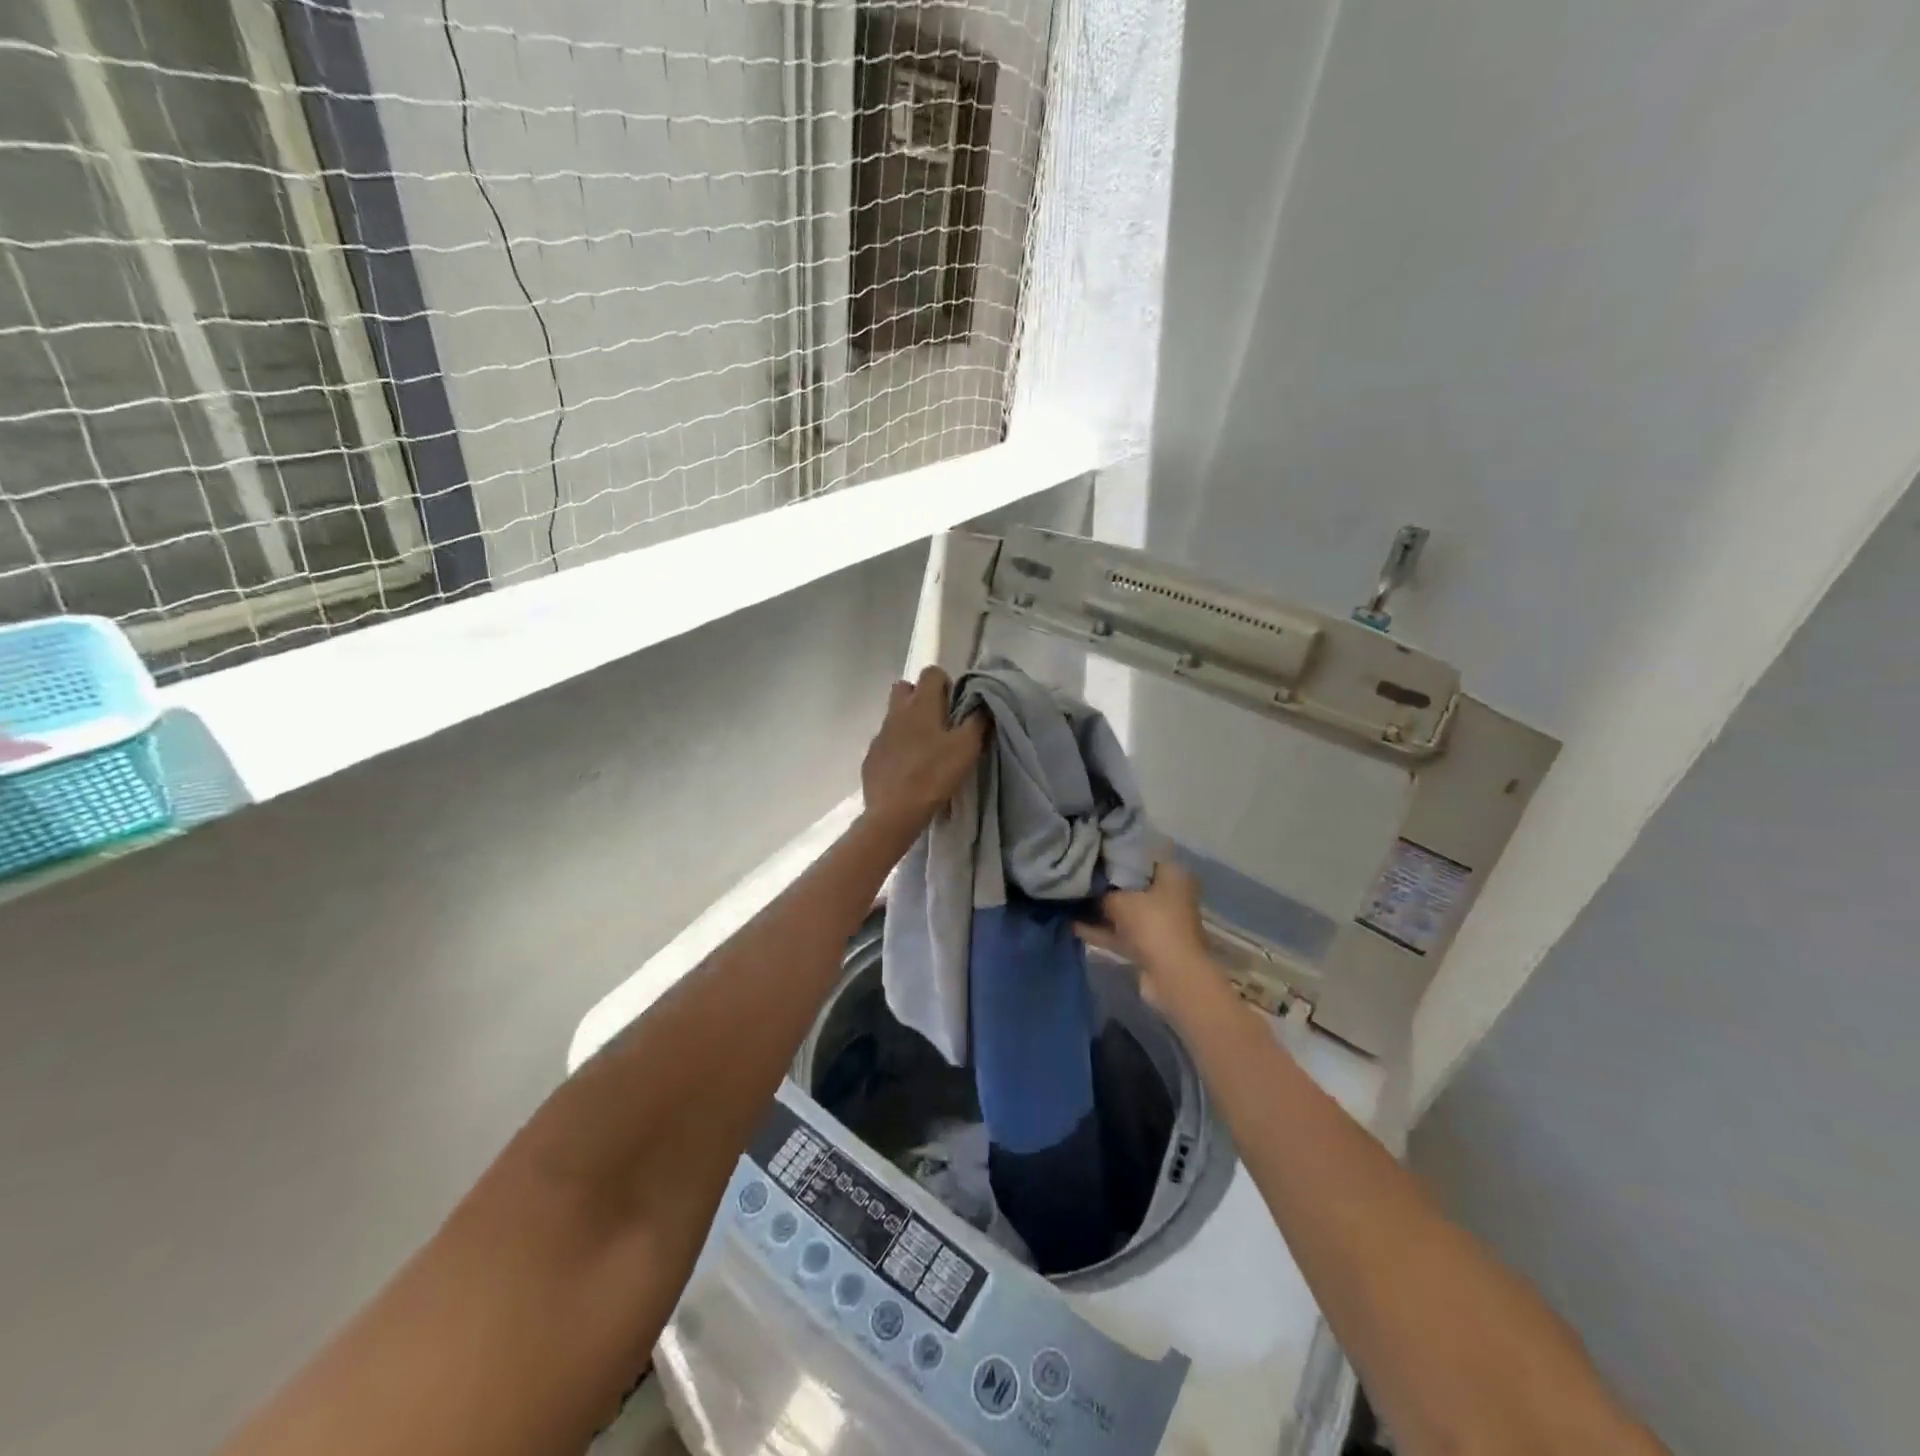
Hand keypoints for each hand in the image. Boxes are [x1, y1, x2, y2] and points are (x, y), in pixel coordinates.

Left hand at [860, 667, 986, 835]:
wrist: (894, 812)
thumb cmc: (934, 775)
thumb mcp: (966, 748)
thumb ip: (977, 721)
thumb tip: (982, 705)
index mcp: (920, 705)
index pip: (931, 672)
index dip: (945, 683)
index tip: (955, 706)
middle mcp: (896, 713)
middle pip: (905, 688)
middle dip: (921, 697)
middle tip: (939, 722)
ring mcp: (879, 735)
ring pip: (894, 716)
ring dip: (909, 724)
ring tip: (925, 750)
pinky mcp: (871, 757)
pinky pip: (886, 742)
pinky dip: (897, 748)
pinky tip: (909, 770)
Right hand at [1076, 861, 1208, 977]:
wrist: (1173, 975)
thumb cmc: (1152, 924)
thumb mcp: (1119, 900)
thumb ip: (1101, 892)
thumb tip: (1088, 890)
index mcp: (1172, 874)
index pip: (1141, 855)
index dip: (1115, 853)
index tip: (1092, 851)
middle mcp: (1170, 895)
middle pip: (1133, 884)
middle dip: (1106, 883)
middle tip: (1078, 876)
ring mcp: (1160, 922)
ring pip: (1126, 910)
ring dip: (1101, 910)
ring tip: (1069, 900)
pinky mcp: (1150, 945)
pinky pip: (1122, 932)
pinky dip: (1102, 930)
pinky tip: (1073, 925)